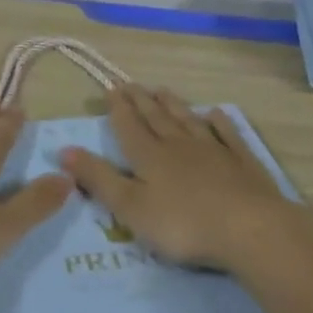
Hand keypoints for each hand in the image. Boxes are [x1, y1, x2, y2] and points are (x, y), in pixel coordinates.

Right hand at [58, 85, 311, 272]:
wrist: (248, 228)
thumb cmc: (182, 224)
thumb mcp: (129, 208)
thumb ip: (98, 179)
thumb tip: (64, 151)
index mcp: (150, 157)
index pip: (129, 126)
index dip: (118, 109)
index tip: (111, 88)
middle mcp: (179, 145)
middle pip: (157, 118)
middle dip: (141, 101)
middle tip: (131, 83)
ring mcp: (214, 151)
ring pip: (188, 121)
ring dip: (174, 105)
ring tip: (162, 90)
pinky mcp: (242, 163)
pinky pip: (227, 135)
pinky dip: (219, 122)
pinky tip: (215, 113)